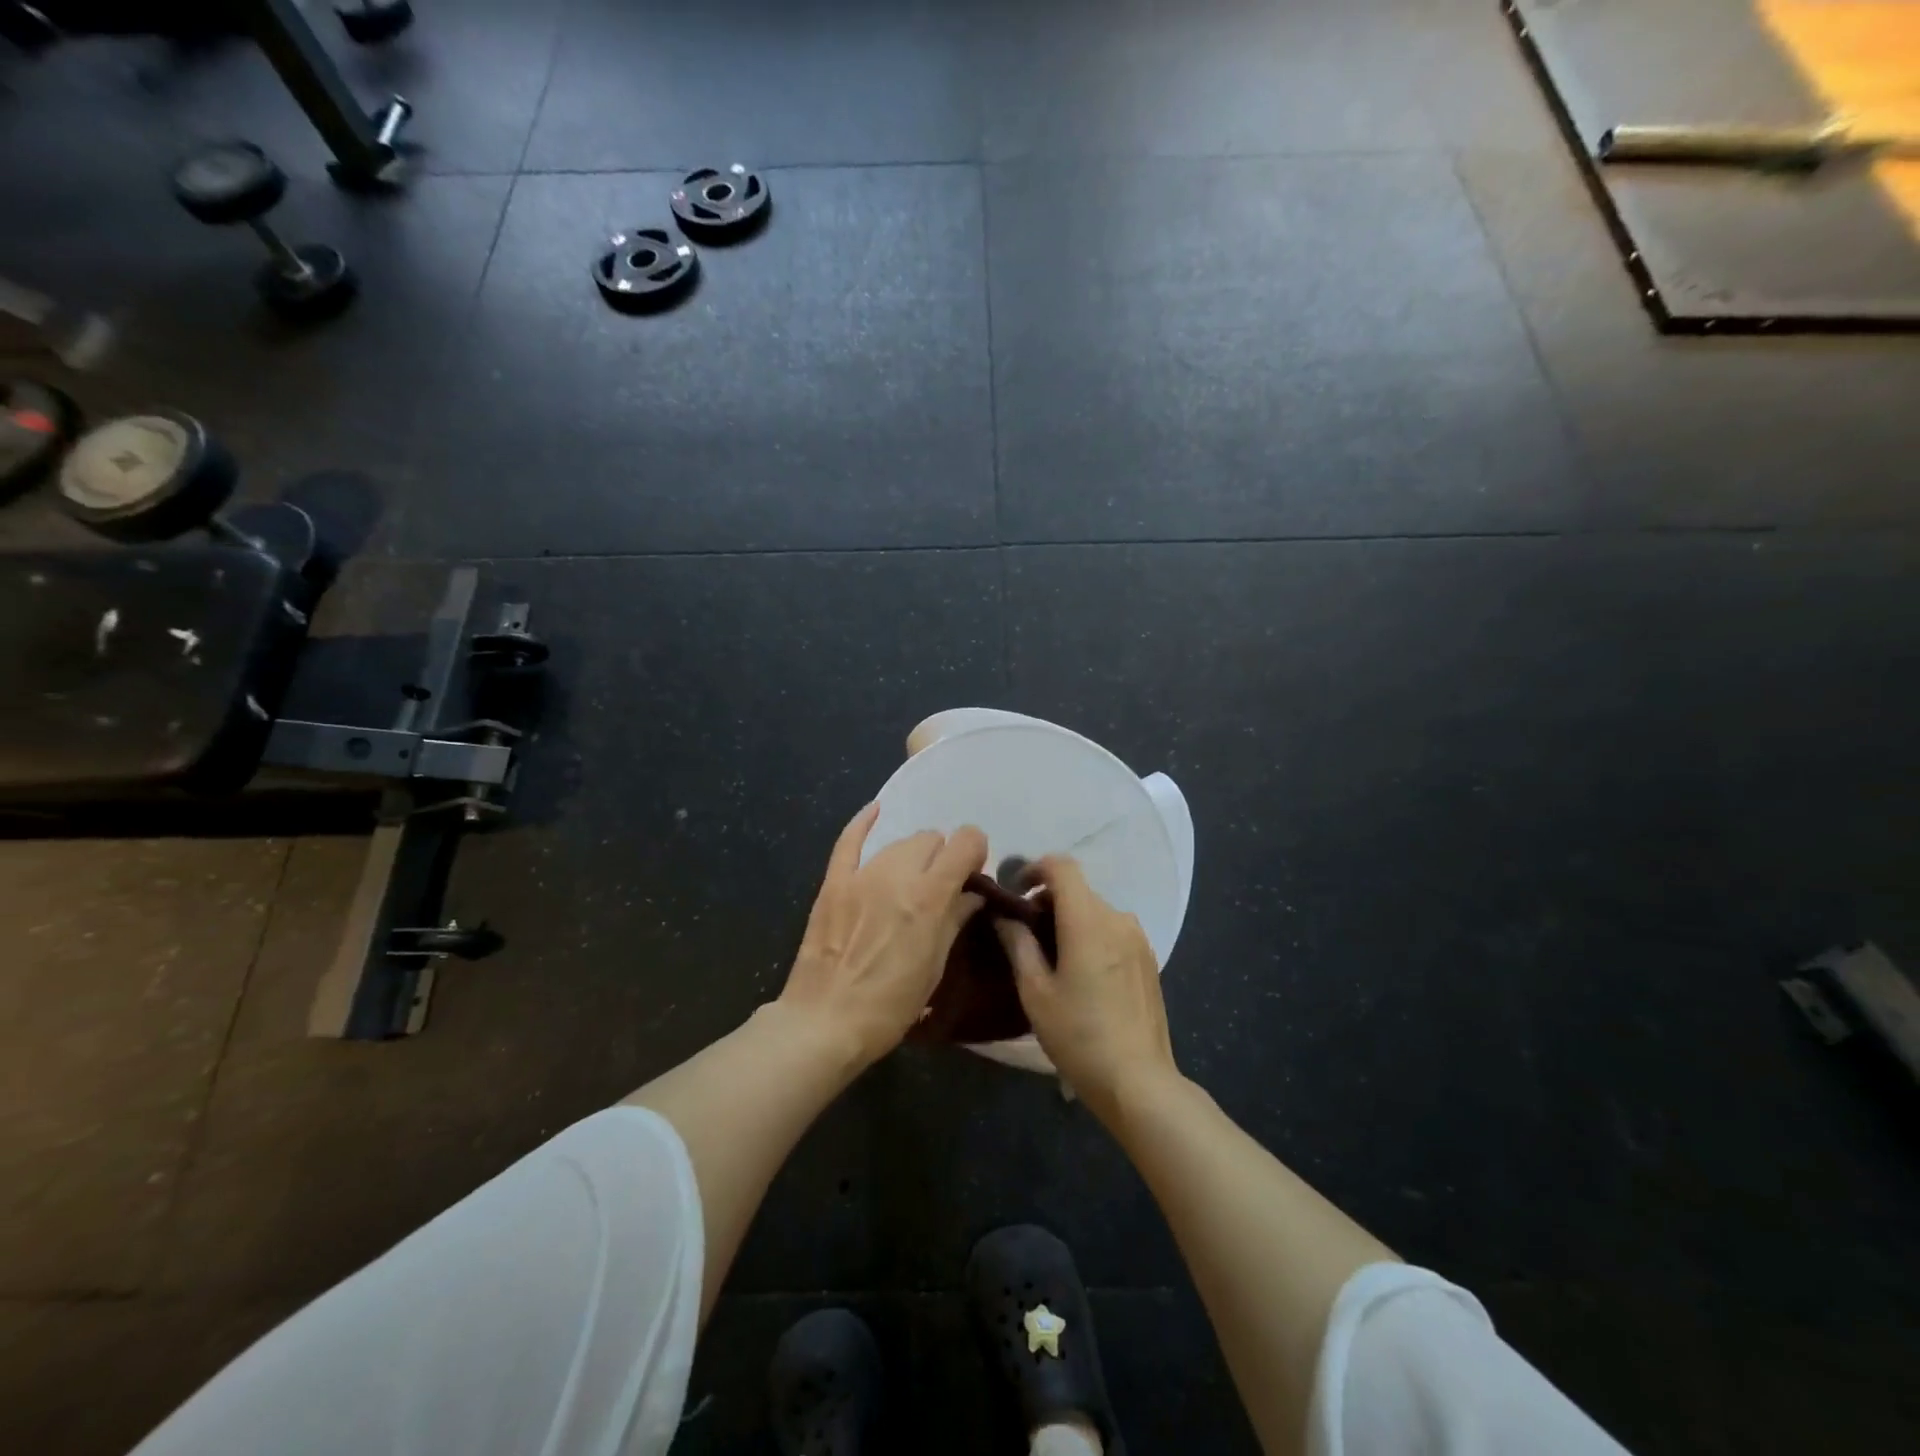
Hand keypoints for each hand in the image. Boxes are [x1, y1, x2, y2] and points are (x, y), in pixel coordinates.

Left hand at [780, 803, 987, 1066]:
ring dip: (913, 855)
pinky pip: (849, 840)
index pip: (966, 842)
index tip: (972, 873)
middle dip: (943, 857)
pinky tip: (875, 810)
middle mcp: (898, 875)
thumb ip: (955, 920)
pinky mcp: (834, 883)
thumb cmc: (890, 1005)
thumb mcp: (934, 966)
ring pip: (899, 842)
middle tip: (939, 887)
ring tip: (909, 882)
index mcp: (929, 896)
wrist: (825, 1022)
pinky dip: (863, 822)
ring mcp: (862, 876)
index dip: (975, 852)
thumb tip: (971, 894)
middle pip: (932, 839)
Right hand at [997, 856, 1178, 1118]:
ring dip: (1070, 920)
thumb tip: (1003, 915)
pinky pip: (1112, 930)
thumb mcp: (1035, 992)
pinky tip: (1081, 973)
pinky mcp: (1148, 958)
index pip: (1062, 866)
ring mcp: (1138, 938)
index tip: (1015, 893)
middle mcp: (1117, 918)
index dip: (1034, 869)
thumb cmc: (1078, 1036)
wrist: (1138, 1081)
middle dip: (1047, 901)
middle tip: (1024, 933)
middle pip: (1078, 890)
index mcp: (1087, 920)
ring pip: (1095, 911)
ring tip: (1051, 957)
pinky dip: (1090, 935)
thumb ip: (1018, 944)